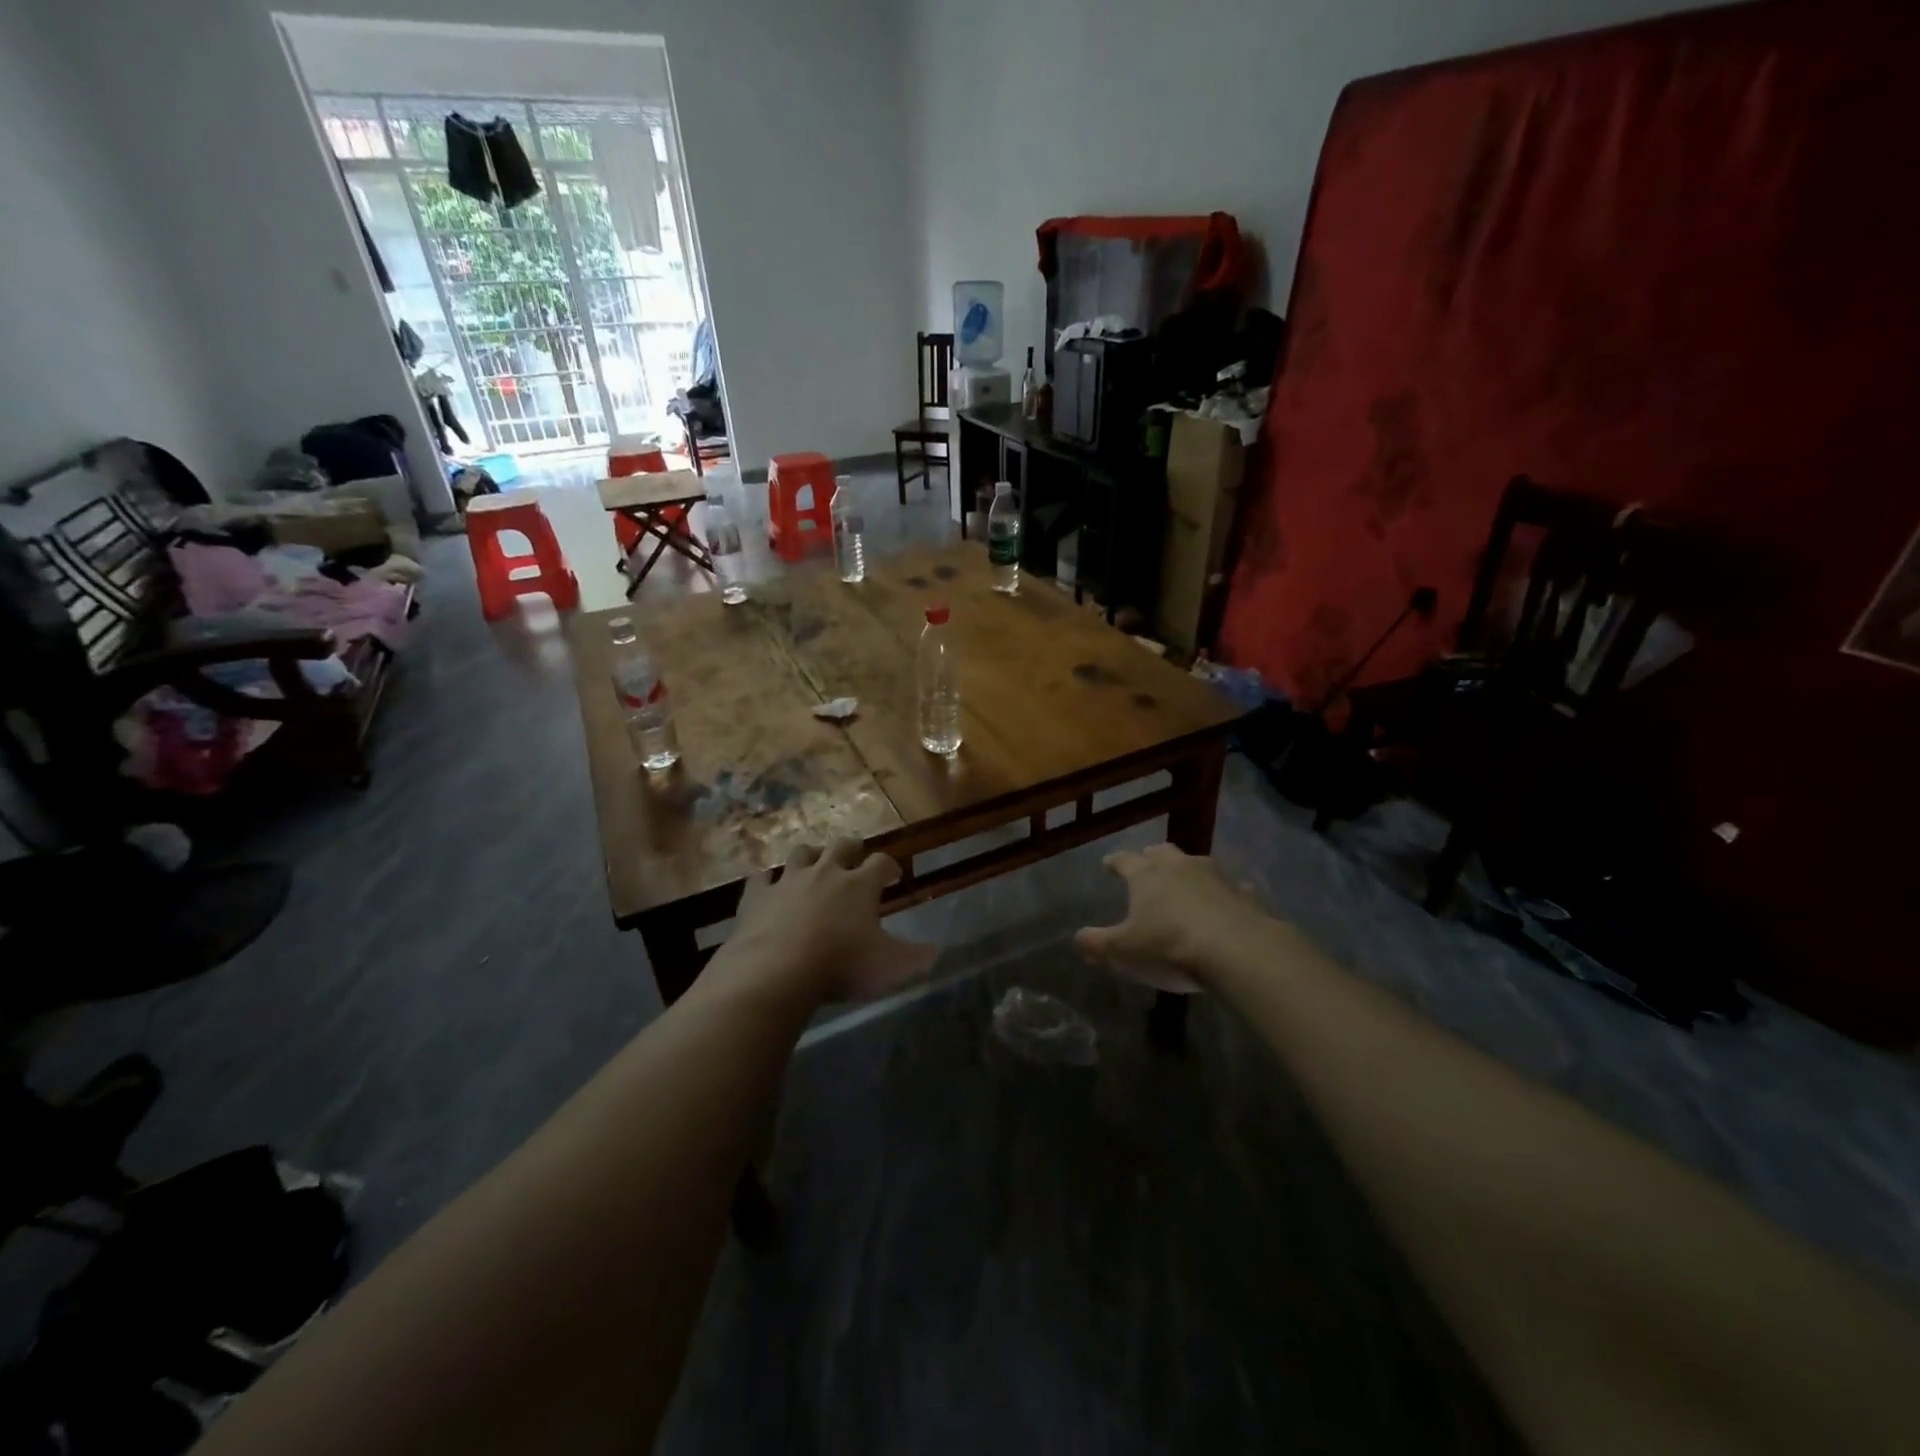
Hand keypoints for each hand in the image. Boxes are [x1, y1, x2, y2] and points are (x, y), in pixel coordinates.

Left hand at [722, 839, 934, 1004]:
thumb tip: (937, 951)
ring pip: (801, 854)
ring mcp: (788, 881)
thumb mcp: (890, 967)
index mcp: (860, 885)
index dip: (888, 866)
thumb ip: (917, 957)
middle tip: (854, 857)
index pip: (881, 862)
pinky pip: (761, 879)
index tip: (892, 875)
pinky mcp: (757, 896)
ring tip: (813, 863)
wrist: (776, 971)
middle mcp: (825, 873)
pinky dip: (767, 881)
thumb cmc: (841, 965)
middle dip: (850, 849)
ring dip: (810, 856)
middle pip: (841, 846)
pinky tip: (767, 887)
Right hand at [1074, 844, 1267, 987]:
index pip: (1125, 860)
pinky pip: (1231, 890)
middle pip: (1163, 853)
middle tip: (1148, 861)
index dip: (1115, 862)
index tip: (1108, 863)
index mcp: (1146, 875)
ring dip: (1189, 872)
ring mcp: (1216, 878)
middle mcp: (1180, 867)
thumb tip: (1079, 937)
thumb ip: (1097, 943)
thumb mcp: (1122, 951)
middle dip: (1153, 856)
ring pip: (1198, 865)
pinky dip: (1224, 895)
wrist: (1236, 951)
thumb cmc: (1169, 947)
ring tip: (1186, 883)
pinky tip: (1226, 905)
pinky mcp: (1245, 896)